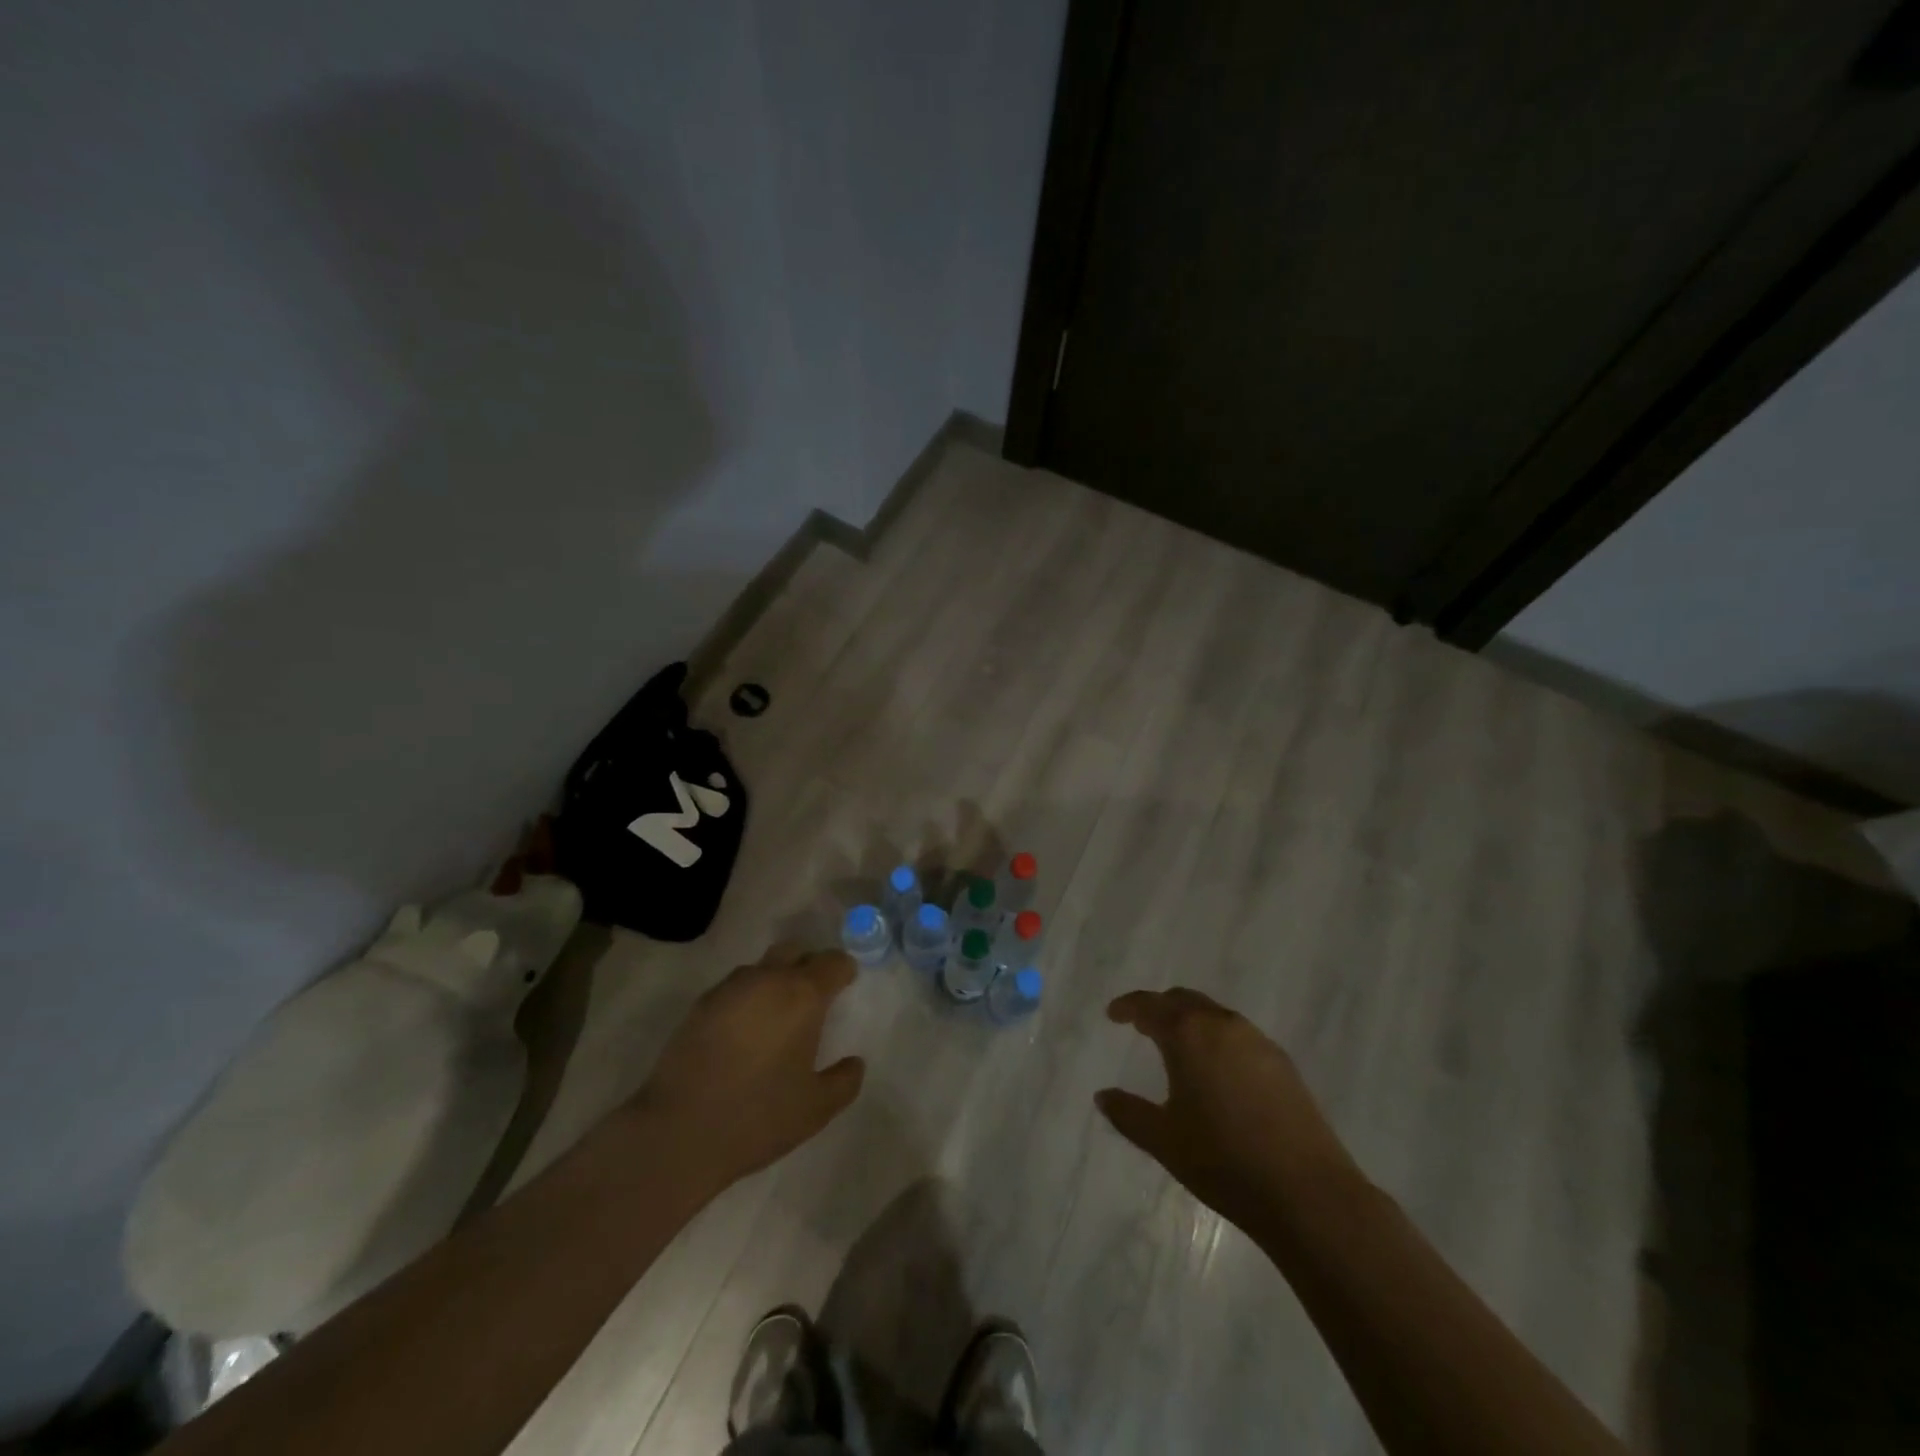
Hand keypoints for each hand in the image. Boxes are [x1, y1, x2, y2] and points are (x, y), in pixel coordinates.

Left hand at [629, 946, 865, 1193]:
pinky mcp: (699, 1006)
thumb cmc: (758, 1115)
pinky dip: (746, 1000)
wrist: (678, 1132)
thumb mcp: (816, 1108)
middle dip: (808, 966)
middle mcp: (767, 979)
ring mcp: (728, 989)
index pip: (833, 961)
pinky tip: (742, 1034)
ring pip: (761, 968)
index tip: (845, 987)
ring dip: (774, 981)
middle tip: (812, 999)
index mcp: (802, 995)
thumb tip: (854, 1063)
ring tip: (775, 1018)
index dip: (844, 971)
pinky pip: (733, 989)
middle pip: (795, 951)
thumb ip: (844, 1081)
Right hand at [1096, 988, 1362, 1236]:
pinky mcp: (1282, 1063)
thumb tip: (1103, 1095)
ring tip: (1178, 1048)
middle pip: (1184, 1001)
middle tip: (1142, 1026)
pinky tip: (1217, 1071)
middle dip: (1160, 1008)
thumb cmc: (1224, 1161)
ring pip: (1214, 1015)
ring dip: (1191, 1022)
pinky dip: (1217, 1039)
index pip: (1150, 1005)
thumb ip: (1128, 1113)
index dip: (1128, 1006)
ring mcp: (1257, 1041)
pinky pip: (1238, 1035)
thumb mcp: (1164, 1140)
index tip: (1113, 1015)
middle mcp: (1222, 1025)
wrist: (1308, 1193)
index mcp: (1188, 1034)